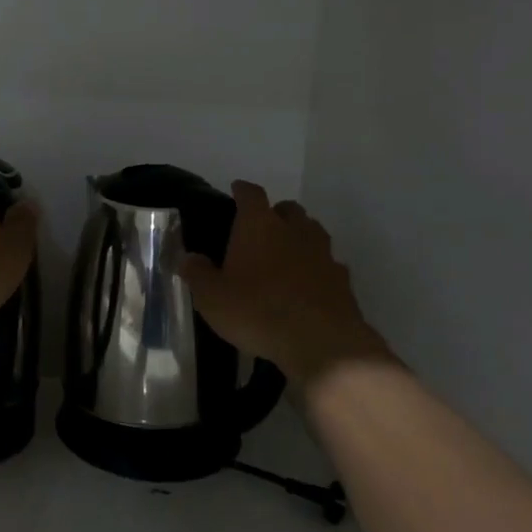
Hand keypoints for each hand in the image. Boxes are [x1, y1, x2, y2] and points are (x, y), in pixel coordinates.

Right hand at [180, 182, 391, 384]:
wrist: (320, 341)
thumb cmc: (257, 311)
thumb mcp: (212, 298)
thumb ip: (197, 274)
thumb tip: (188, 258)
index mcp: (259, 225)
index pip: (251, 194)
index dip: (242, 190)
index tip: (236, 190)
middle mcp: (294, 229)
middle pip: (288, 208)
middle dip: (276, 213)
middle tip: (261, 229)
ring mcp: (323, 253)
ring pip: (312, 232)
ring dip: (299, 237)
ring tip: (285, 256)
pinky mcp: (342, 279)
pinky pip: (328, 264)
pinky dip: (317, 268)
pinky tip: (308, 285)